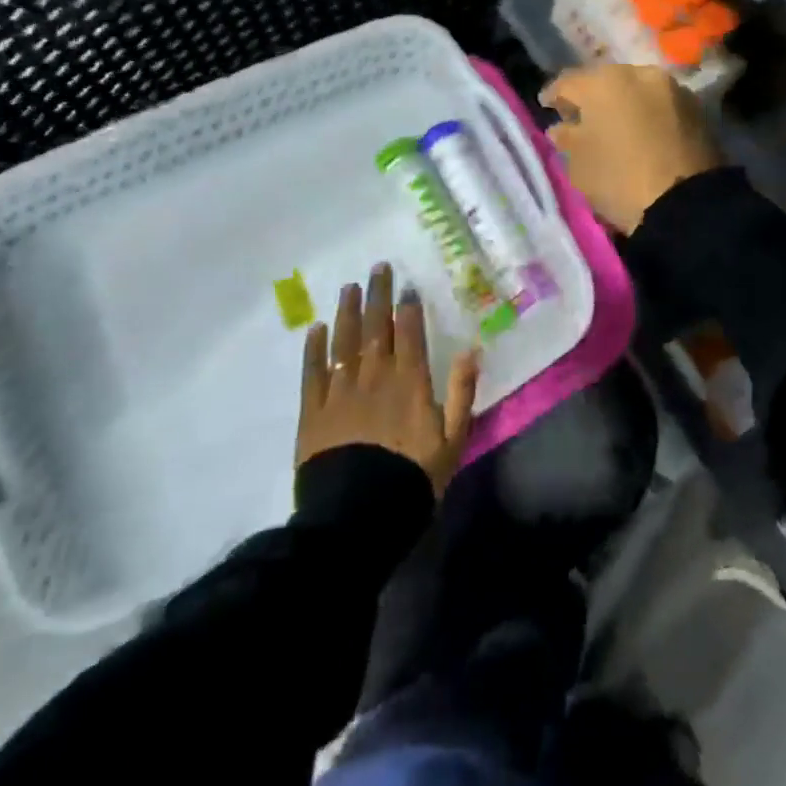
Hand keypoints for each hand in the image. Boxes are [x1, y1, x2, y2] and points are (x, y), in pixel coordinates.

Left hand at [297, 263, 480, 496]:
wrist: (358, 518)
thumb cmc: (412, 479)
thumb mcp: (452, 440)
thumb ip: (461, 393)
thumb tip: (473, 350)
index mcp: (409, 382)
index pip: (408, 332)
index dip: (408, 305)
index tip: (407, 283)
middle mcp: (374, 376)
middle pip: (375, 327)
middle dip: (378, 295)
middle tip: (378, 267)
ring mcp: (340, 392)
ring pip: (344, 341)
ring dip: (347, 312)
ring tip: (349, 287)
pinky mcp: (313, 412)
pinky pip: (312, 372)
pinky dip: (314, 348)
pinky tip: (315, 328)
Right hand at [540, 64, 723, 233]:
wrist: (686, 204)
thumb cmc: (619, 180)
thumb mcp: (579, 164)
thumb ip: (567, 139)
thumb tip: (562, 128)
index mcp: (604, 82)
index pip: (568, 82)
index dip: (554, 95)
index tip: (547, 106)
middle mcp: (639, 74)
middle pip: (606, 82)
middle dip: (592, 97)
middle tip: (580, 117)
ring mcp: (672, 90)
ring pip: (637, 91)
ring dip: (623, 104)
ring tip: (613, 127)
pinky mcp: (697, 110)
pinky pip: (660, 107)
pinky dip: (647, 115)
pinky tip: (641, 133)